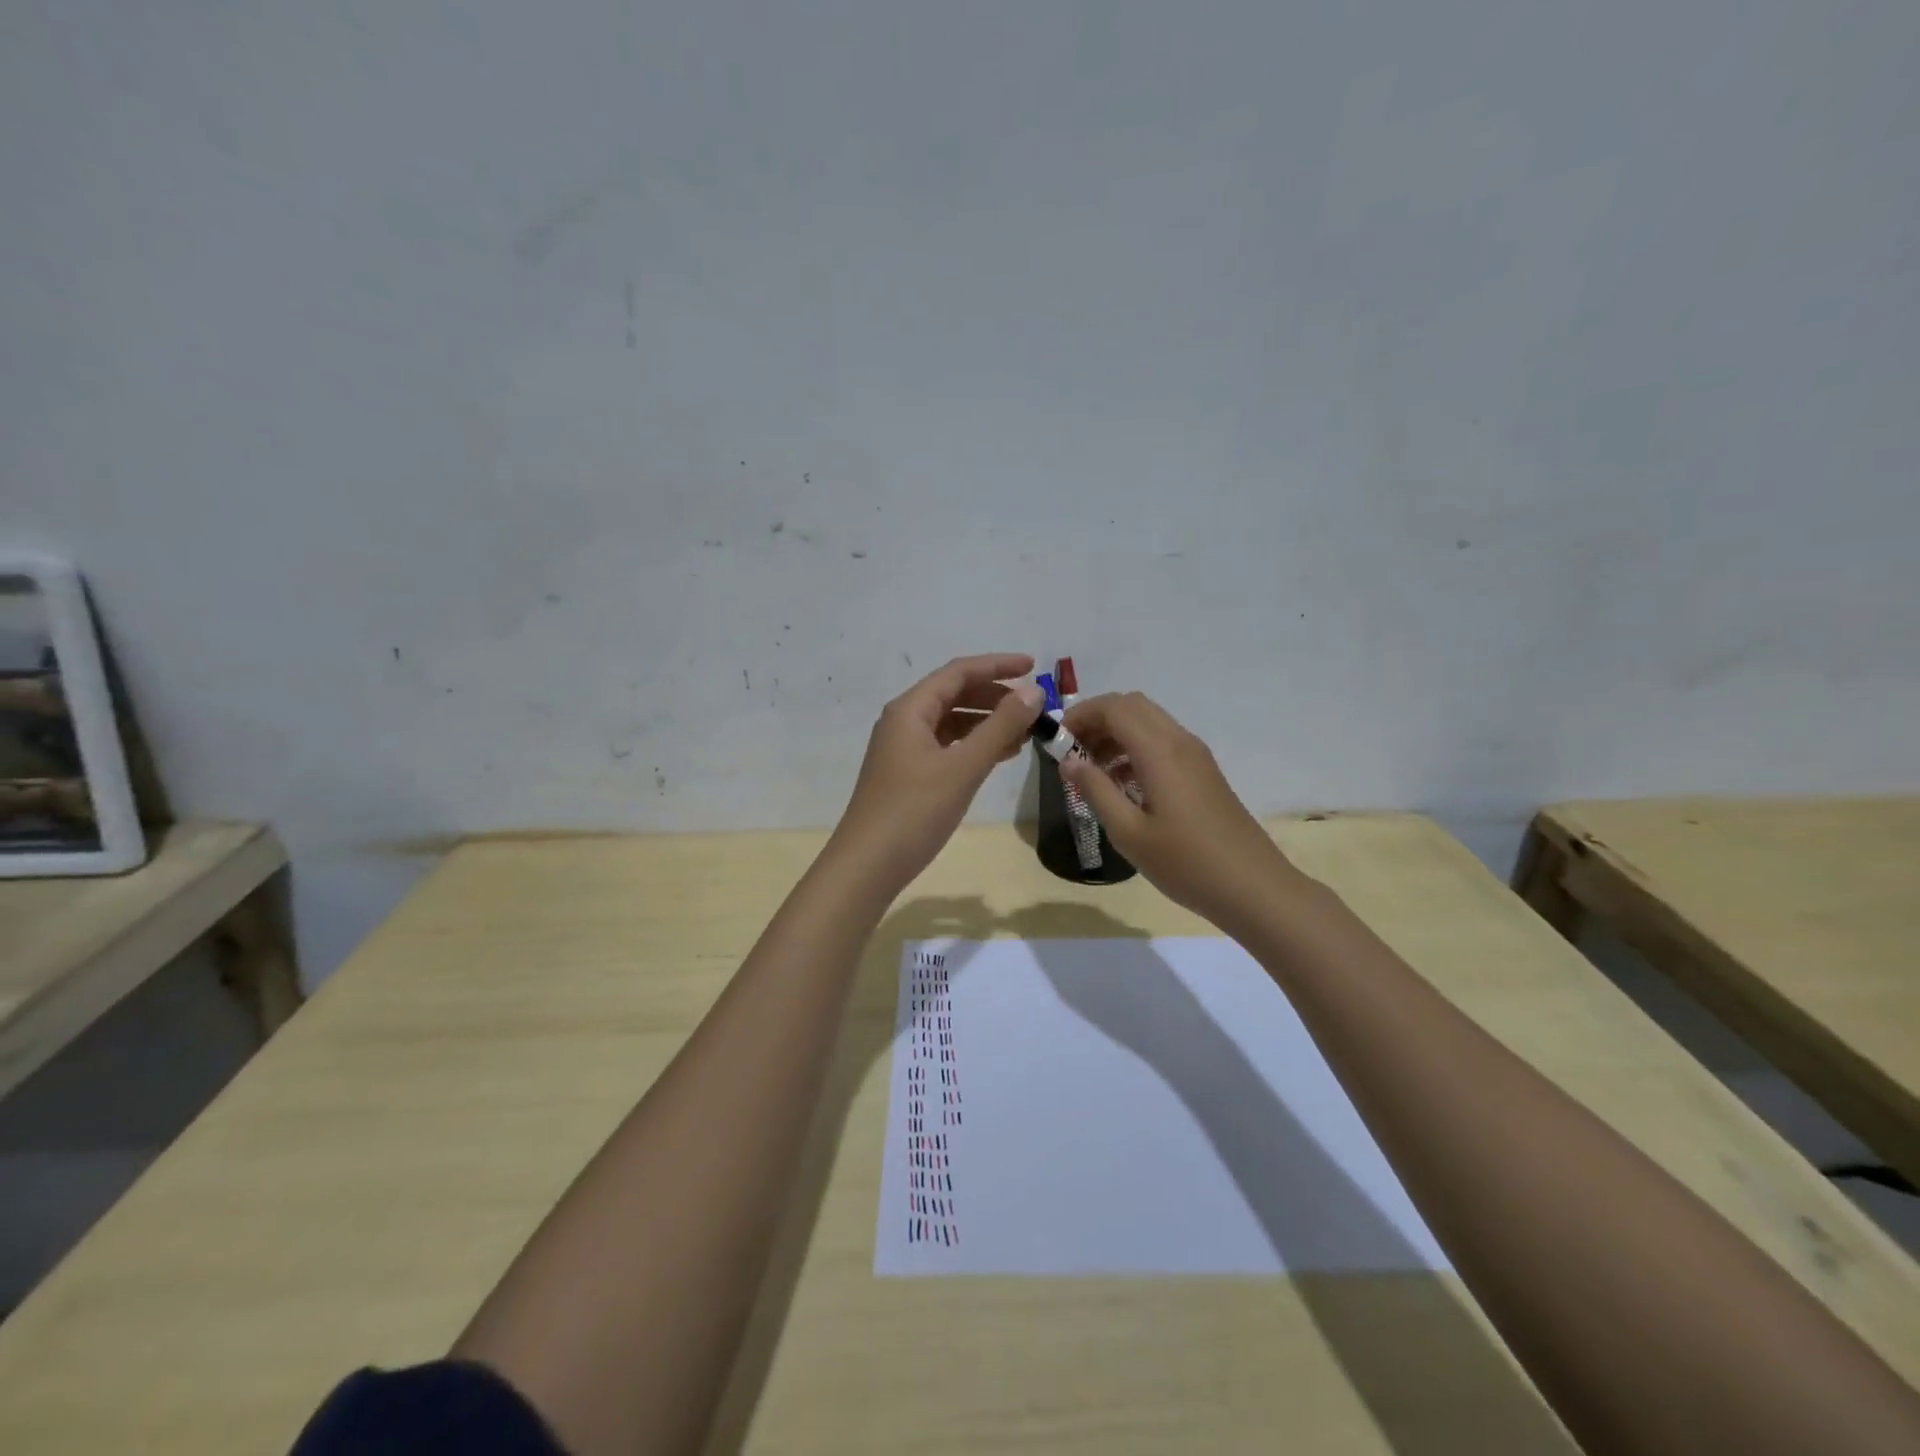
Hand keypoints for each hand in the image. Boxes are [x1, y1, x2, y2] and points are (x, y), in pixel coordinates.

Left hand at [834, 654, 1044, 890]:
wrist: (868, 865)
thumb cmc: (914, 810)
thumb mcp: (963, 766)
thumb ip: (1000, 726)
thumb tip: (1034, 691)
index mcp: (910, 709)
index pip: (958, 672)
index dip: (997, 665)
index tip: (1035, 667)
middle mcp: (904, 721)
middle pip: (954, 694)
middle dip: (995, 695)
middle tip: (1034, 706)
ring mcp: (904, 749)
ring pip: (952, 722)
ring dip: (987, 722)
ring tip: (1026, 732)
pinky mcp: (908, 774)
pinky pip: (947, 746)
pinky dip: (974, 746)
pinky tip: (1000, 755)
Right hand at [1060, 692, 1298, 935]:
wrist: (1253, 887)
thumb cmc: (1186, 863)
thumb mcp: (1128, 832)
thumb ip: (1095, 790)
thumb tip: (1068, 761)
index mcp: (1159, 751)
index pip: (1114, 707)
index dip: (1080, 715)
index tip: (1057, 741)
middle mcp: (1179, 741)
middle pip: (1132, 705)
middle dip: (1097, 720)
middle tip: (1072, 752)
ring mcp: (1195, 755)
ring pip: (1148, 722)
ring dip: (1116, 734)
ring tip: (1092, 771)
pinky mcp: (1203, 771)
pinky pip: (1162, 741)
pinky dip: (1135, 748)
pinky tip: (1122, 785)